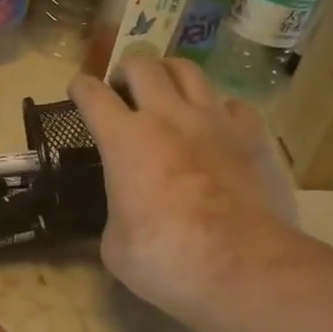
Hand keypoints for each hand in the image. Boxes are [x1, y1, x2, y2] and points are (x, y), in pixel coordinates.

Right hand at [70, 57, 301, 327]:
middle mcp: (167, 116)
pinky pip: (233, 104)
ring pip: (188, 70)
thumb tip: (127, 212)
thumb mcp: (115, 245)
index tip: (78, 90)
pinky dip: (219, 109)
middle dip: (126, 70)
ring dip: (170, 74)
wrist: (244, 267)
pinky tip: (218, 126)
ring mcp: (214, 120)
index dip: (81, 87)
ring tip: (167, 90)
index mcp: (124, 139)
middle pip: (142, 65)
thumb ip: (117, 212)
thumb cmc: (166, 258)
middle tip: (124, 88)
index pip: (92, 94)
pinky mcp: (254, 135)